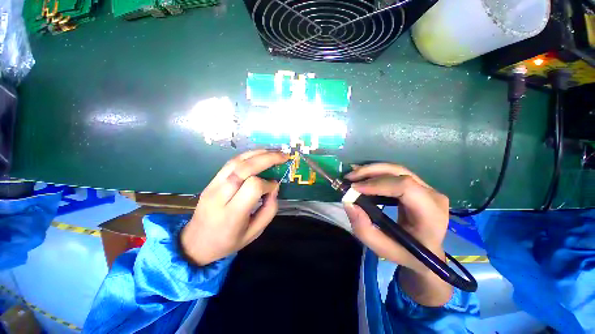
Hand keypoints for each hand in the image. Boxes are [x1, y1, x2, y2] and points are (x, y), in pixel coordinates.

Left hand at [181, 150, 288, 265]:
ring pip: (236, 161)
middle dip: (267, 159)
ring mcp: (213, 185)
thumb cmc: (228, 242)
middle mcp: (220, 196)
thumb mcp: (254, 233)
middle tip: (283, 156)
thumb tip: (274, 188)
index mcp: (232, 214)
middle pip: (245, 169)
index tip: (274, 187)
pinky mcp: (211, 181)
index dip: (268, 184)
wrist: (195, 243)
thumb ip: (269, 210)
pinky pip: (230, 163)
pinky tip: (258, 154)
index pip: (253, 186)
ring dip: (258, 153)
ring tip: (273, 152)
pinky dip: (247, 155)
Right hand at [343, 163, 452, 305]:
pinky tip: (363, 175)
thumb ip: (364, 229)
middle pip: (399, 172)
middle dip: (370, 172)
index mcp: (431, 214)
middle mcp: (432, 195)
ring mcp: (427, 187)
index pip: (405, 187)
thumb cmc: (407, 253)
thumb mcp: (382, 248)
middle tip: (349, 177)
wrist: (426, 251)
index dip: (377, 184)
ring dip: (371, 170)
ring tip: (352, 175)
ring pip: (395, 169)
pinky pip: (394, 173)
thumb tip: (349, 203)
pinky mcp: (418, 185)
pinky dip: (376, 172)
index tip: (354, 188)